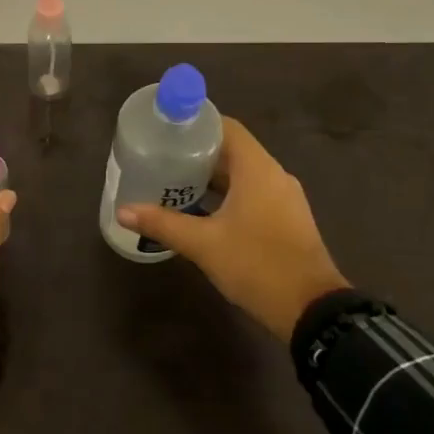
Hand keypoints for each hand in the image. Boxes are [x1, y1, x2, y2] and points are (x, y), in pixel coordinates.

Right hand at [118, 116, 347, 343]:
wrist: (311, 309)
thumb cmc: (256, 265)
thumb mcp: (203, 244)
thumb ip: (162, 224)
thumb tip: (122, 211)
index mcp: (257, 169)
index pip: (226, 127)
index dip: (196, 124)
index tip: (166, 130)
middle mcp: (274, 175)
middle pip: (232, 150)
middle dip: (197, 153)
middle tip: (161, 158)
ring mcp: (284, 198)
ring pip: (242, 174)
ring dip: (211, 177)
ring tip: (174, 183)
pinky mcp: (286, 219)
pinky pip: (252, 194)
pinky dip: (226, 195)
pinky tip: (201, 211)